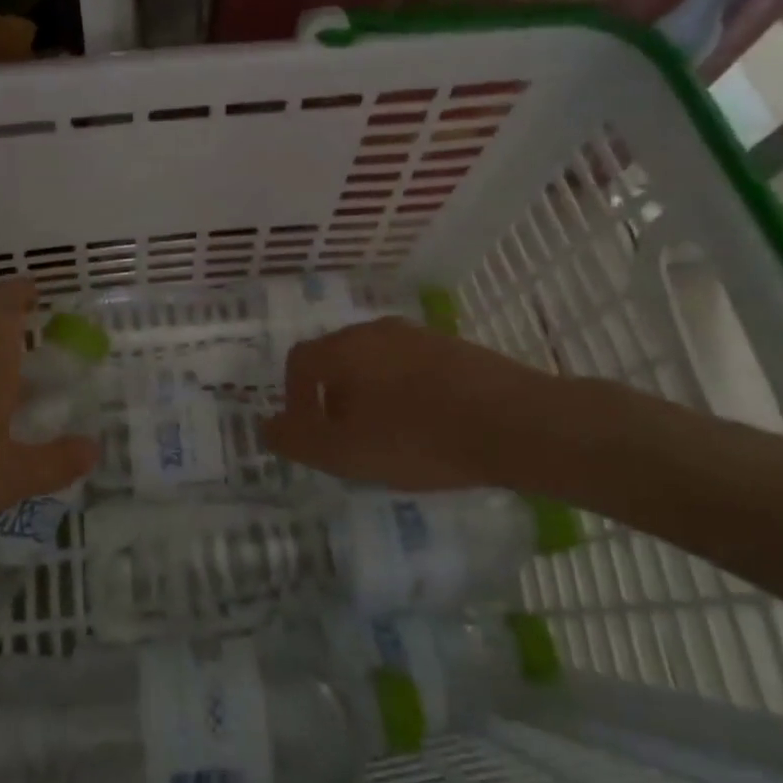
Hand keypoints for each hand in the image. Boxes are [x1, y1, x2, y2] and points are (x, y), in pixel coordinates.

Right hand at [260, 318, 566, 492]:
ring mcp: (421, 335)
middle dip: (332, 398)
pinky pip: (413, 368)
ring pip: (377, 363)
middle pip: (338, 359)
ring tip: (389, 437)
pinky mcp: (456, 348)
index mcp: (344, 348)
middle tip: (347, 439)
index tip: (308, 432)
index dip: (293, 397)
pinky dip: (405, 393)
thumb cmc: (417, 438)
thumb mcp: (344, 453)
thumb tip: (266, 426)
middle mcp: (377, 330)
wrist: (515, 423)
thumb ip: (297, 439)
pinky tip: (427, 426)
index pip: (299, 361)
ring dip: (370, 396)